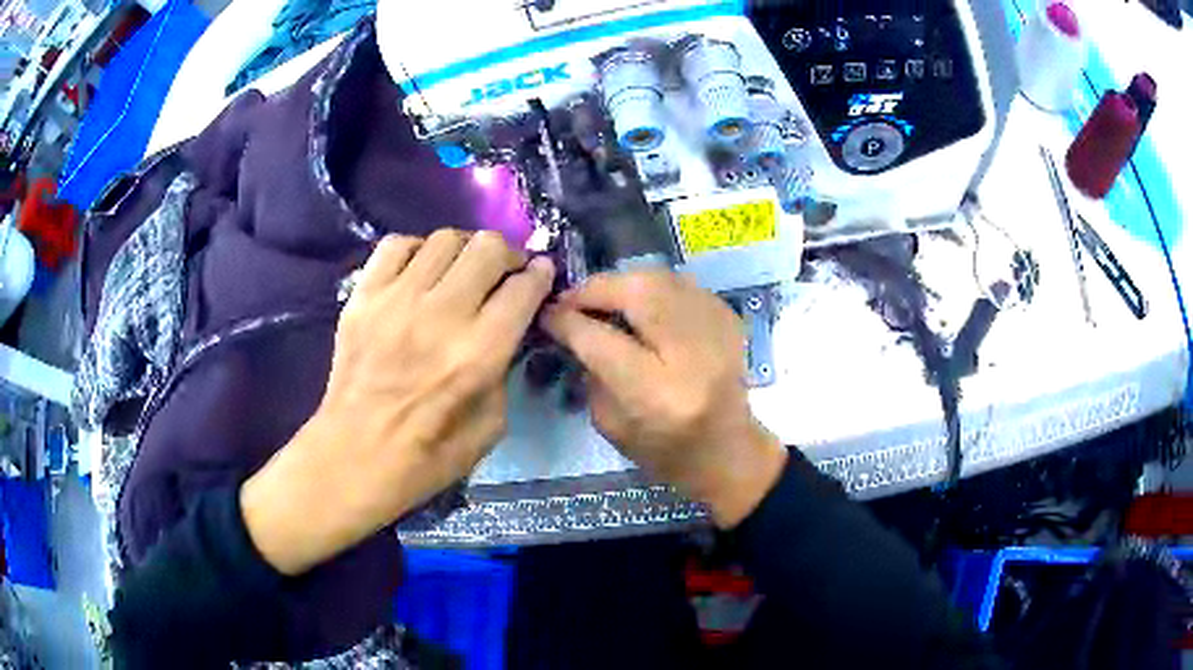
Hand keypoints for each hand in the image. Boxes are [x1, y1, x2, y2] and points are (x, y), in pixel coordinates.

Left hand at [242, 231, 554, 574]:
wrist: (353, 457)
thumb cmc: (426, 456)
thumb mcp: (491, 426)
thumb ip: (505, 370)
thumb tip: (507, 331)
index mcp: (479, 353)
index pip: (523, 288)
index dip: (540, 275)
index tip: (540, 275)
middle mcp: (441, 315)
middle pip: (488, 248)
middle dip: (507, 255)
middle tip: (503, 272)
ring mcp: (396, 300)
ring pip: (445, 238)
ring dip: (465, 250)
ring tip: (461, 271)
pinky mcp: (363, 297)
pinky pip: (396, 245)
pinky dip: (417, 250)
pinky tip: (419, 272)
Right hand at [543, 271, 786, 528]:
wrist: (728, 451)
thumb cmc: (664, 451)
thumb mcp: (610, 423)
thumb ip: (589, 368)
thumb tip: (569, 323)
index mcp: (657, 393)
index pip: (600, 339)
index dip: (566, 319)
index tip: (546, 314)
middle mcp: (692, 354)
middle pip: (637, 291)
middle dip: (596, 289)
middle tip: (573, 299)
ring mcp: (718, 331)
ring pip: (661, 278)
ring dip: (624, 284)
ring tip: (604, 301)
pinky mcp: (730, 319)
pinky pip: (681, 284)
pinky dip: (653, 289)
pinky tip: (640, 308)